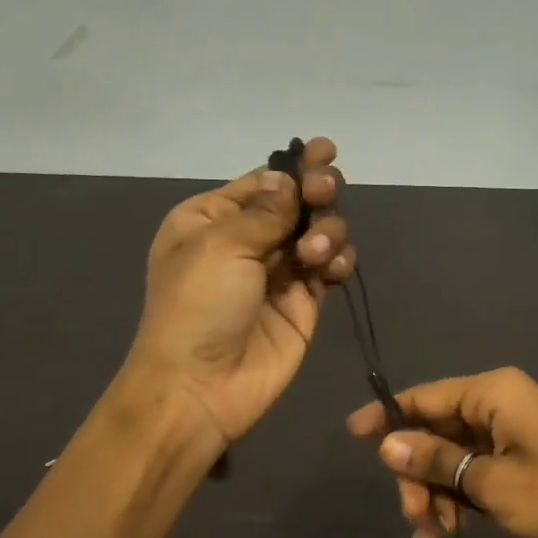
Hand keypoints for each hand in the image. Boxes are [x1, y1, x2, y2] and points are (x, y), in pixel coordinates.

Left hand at [127, 138, 354, 449]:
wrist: (201, 386)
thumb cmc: (197, 307)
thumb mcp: (220, 245)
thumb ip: (265, 211)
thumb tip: (289, 181)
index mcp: (210, 220)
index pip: (261, 182)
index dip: (294, 167)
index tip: (326, 151)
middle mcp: (245, 242)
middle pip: (295, 203)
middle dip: (315, 193)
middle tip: (323, 193)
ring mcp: (277, 273)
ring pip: (319, 232)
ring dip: (327, 230)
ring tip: (316, 252)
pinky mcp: (303, 303)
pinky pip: (330, 267)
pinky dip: (339, 260)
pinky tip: (334, 267)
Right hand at [347, 367, 537, 537]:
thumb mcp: (490, 482)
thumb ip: (435, 460)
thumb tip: (385, 445)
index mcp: (491, 393)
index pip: (423, 397)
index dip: (386, 416)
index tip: (352, 435)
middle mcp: (497, 402)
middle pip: (436, 431)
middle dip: (419, 475)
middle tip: (414, 517)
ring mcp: (510, 428)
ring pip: (453, 454)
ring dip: (438, 492)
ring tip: (436, 534)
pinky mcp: (520, 452)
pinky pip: (475, 467)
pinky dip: (461, 495)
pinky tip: (449, 532)